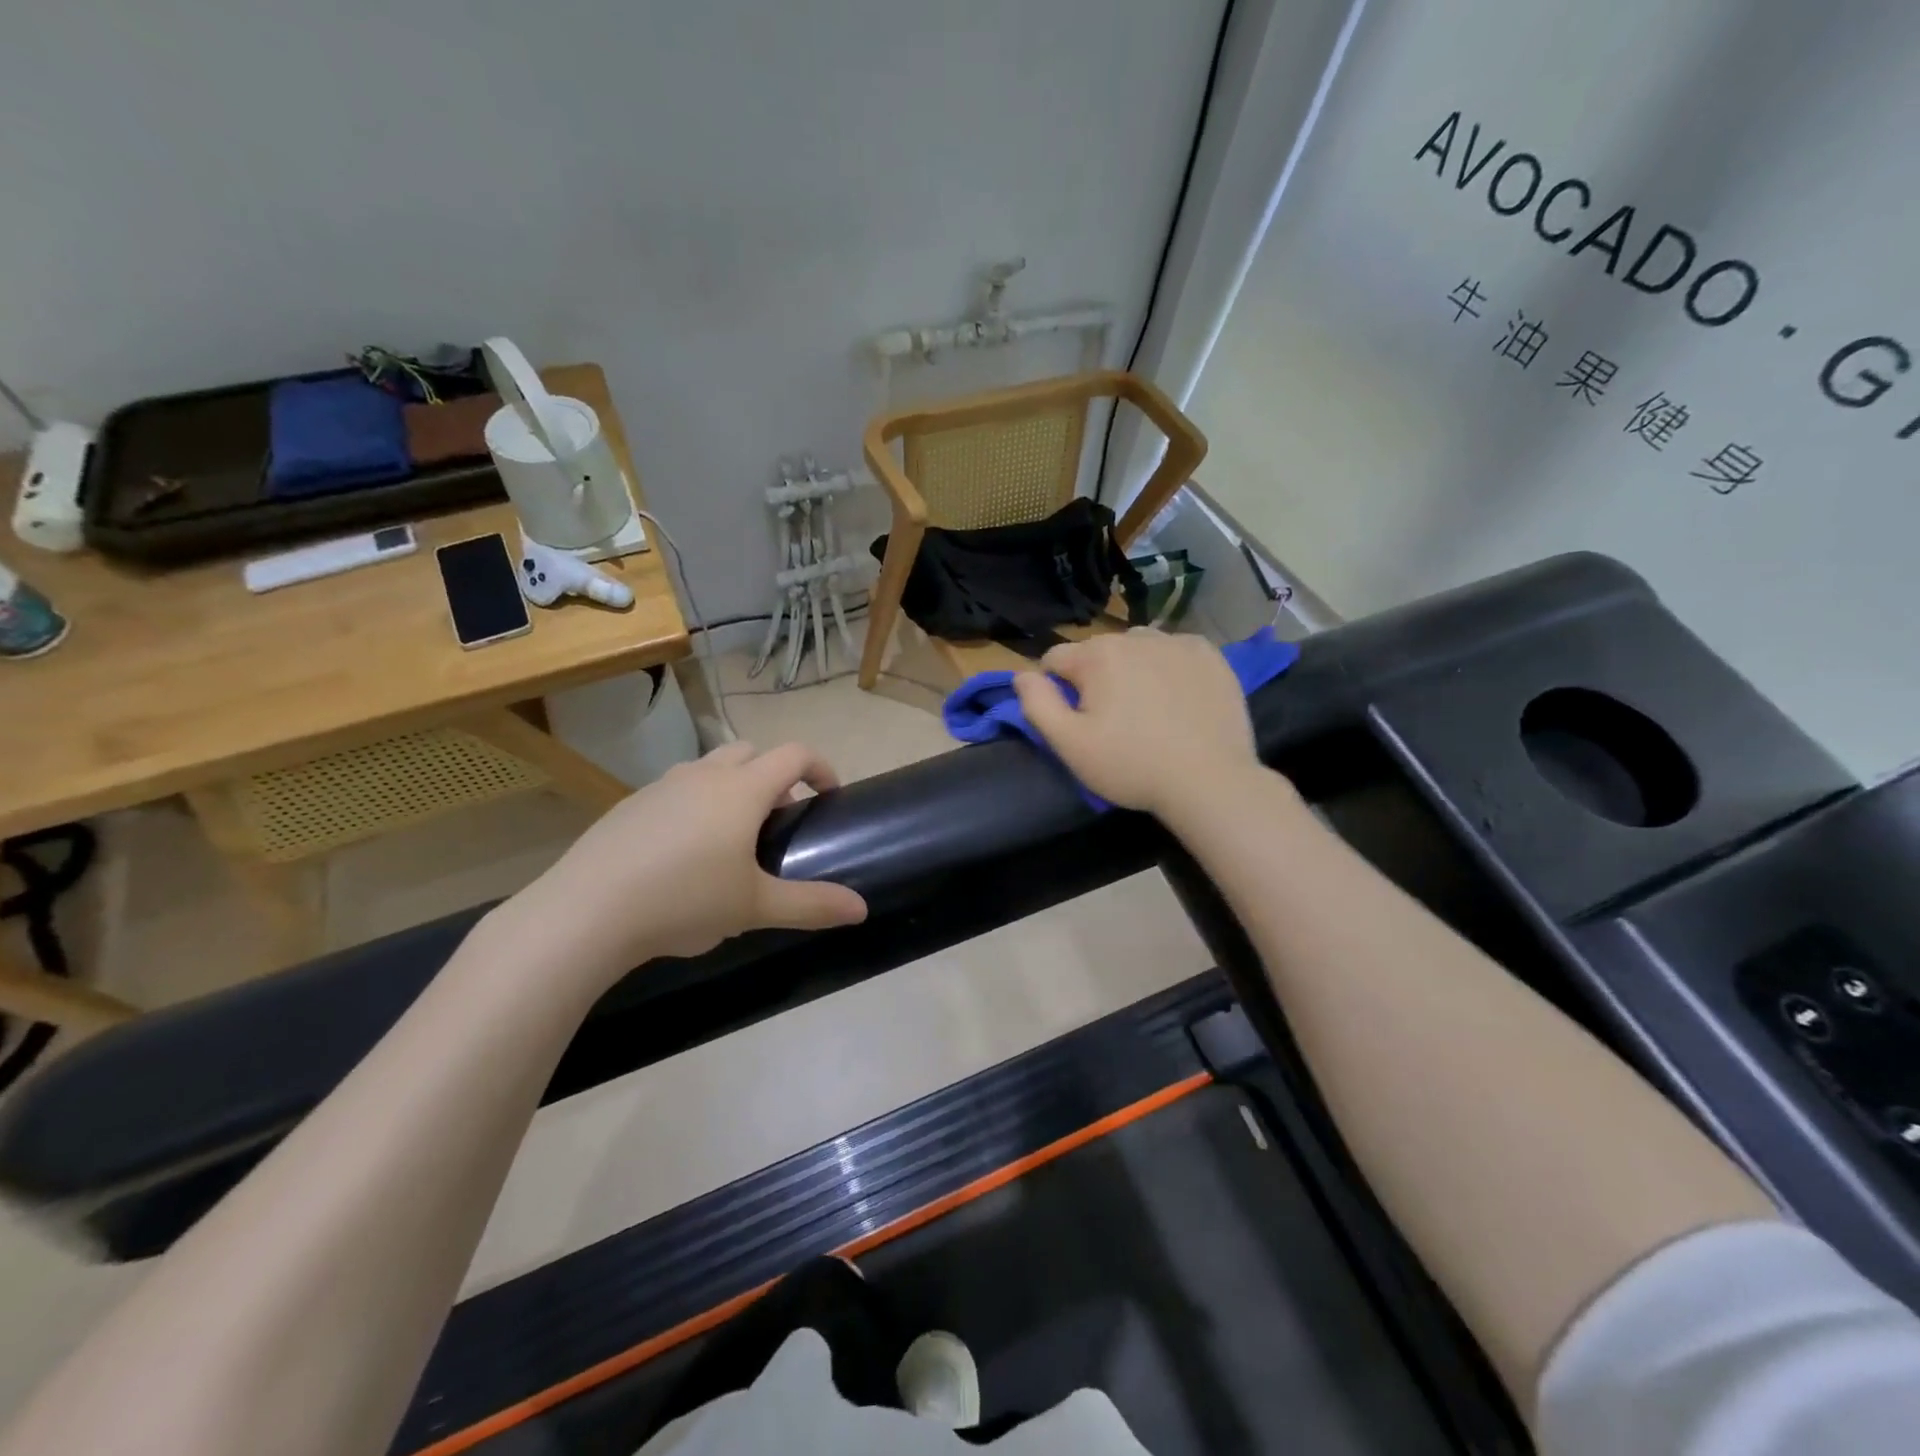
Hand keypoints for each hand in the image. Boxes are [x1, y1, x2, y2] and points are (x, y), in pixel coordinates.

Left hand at [511, 742, 868, 977]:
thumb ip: (813, 905)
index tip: (829, 796)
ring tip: (731, 838)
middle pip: (751, 751)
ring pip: (709, 768)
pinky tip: (682, 854)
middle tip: (778, 818)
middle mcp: (703, 775)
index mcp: (742, 789)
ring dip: (732, 787)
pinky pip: (676, 790)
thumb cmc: (684, 901)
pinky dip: (694, 804)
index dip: (820, 767)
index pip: (794, 754)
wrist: (585, 912)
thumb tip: (861, 909)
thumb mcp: (756, 907)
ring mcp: (661, 786)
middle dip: (774, 775)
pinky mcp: (628, 805)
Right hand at [1012, 629, 1260, 815]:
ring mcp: (1177, 642)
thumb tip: (1021, 675)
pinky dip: (1168, 667)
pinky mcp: (1210, 655)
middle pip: (1098, 652)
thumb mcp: (1070, 744)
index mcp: (1097, 656)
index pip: (1055, 659)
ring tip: (1146, 708)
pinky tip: (1177, 698)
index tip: (1074, 720)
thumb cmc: (1131, 766)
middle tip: (1112, 721)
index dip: (1056, 689)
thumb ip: (1037, 704)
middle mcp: (1135, 637)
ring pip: (1137, 648)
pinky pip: (1174, 651)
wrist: (1210, 780)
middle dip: (1096, 678)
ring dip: (1132, 668)